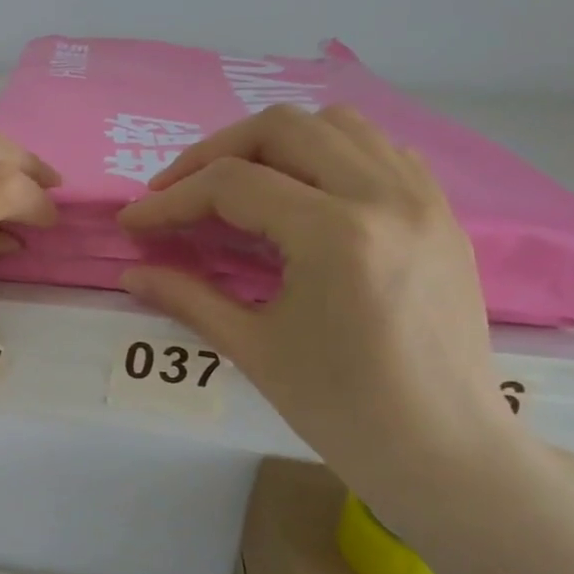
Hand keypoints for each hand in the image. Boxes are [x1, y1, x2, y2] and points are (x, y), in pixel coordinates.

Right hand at [117, 104, 525, 512]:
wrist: (442, 449)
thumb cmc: (341, 408)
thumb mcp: (252, 348)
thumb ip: (186, 297)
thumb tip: (130, 275)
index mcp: (335, 234)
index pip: (232, 185)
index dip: (171, 201)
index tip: (134, 224)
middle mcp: (383, 195)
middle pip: (282, 129)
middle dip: (213, 153)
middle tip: (176, 192)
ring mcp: (422, 198)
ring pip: (336, 124)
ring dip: (272, 144)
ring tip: (235, 186)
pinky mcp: (441, 213)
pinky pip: (379, 149)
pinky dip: (328, 154)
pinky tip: (302, 194)